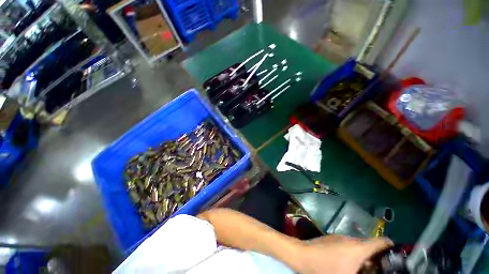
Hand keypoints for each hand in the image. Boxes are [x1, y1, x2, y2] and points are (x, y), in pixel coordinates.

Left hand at [294, 235, 392, 273]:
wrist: (301, 254)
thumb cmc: (324, 269)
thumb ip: (364, 273)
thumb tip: (367, 269)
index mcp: (358, 248)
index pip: (381, 242)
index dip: (391, 247)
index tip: (397, 257)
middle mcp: (350, 239)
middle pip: (370, 246)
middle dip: (377, 258)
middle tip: (380, 270)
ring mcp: (339, 237)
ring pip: (358, 246)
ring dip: (364, 257)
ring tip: (364, 270)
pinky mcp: (331, 239)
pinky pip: (348, 245)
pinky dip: (353, 254)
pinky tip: (349, 265)